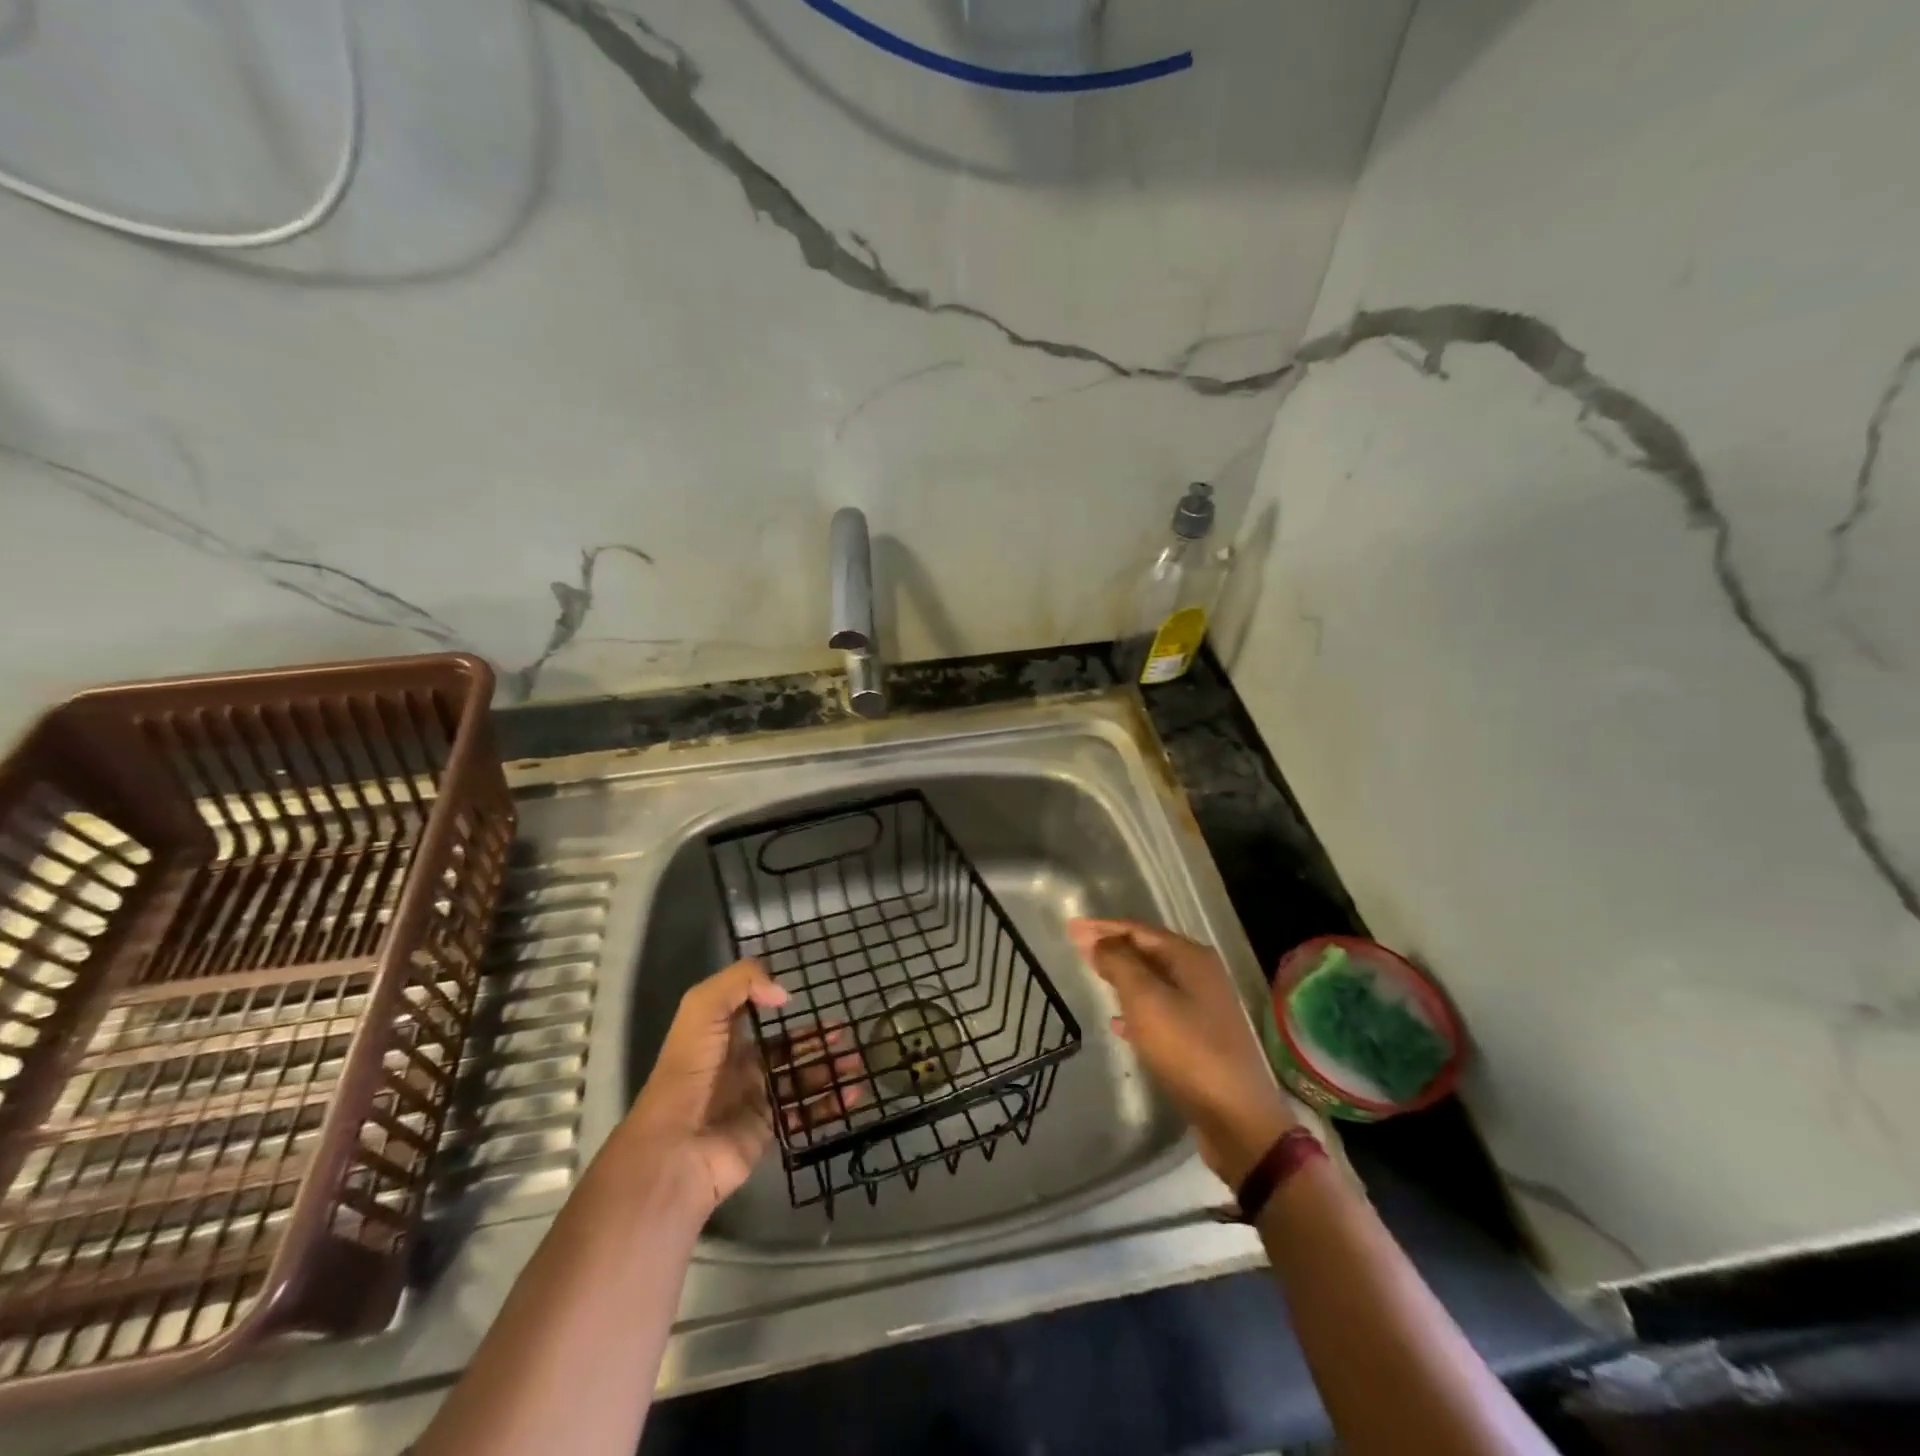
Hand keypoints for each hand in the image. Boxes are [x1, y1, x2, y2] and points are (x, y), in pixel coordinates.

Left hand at [621, 960, 865, 1215]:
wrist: (677, 1148)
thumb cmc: (690, 1071)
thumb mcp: (703, 1008)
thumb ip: (742, 983)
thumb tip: (784, 994)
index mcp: (722, 1036)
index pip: (755, 1013)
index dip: (779, 1002)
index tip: (810, 995)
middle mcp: (740, 1066)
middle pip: (786, 1048)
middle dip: (816, 1038)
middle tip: (846, 1032)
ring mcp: (756, 1100)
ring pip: (801, 1079)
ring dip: (829, 1069)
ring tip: (858, 1061)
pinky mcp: (768, 1131)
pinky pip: (805, 1113)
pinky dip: (831, 1104)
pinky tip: (854, 1093)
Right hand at [1069, 918, 1295, 1187]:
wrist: (1236, 1116)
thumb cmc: (1187, 1049)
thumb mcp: (1145, 999)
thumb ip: (1119, 963)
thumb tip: (1100, 940)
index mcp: (1190, 957)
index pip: (1137, 930)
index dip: (1102, 927)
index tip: (1070, 928)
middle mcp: (1201, 974)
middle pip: (1148, 951)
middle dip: (1112, 948)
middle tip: (1078, 948)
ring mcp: (1205, 1006)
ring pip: (1154, 980)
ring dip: (1123, 976)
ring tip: (1094, 978)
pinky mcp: (1202, 1037)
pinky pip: (1161, 1009)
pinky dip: (1136, 1008)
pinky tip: (1118, 1023)